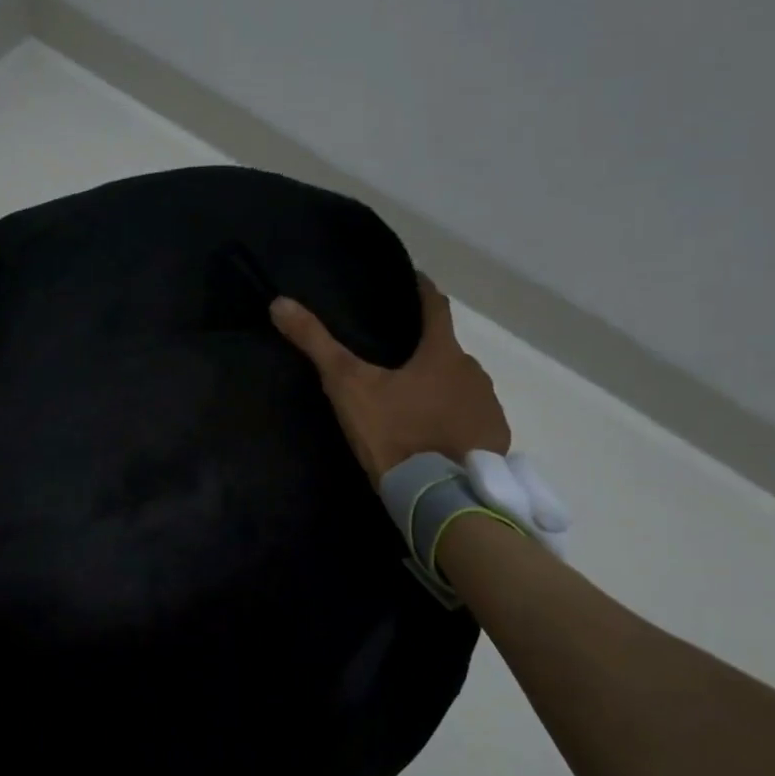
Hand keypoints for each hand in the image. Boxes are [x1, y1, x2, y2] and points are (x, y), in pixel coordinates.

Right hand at [270, 275, 509, 485]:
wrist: (439, 496)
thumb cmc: (395, 433)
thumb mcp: (349, 387)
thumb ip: (317, 345)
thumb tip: (279, 303)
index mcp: (442, 354)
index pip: (436, 306)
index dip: (423, 290)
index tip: (414, 279)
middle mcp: (474, 373)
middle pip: (448, 351)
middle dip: (427, 351)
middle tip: (400, 361)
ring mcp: (489, 408)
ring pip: (462, 387)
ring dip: (443, 389)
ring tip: (416, 404)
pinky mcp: (494, 441)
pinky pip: (475, 420)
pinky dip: (458, 420)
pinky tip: (439, 437)